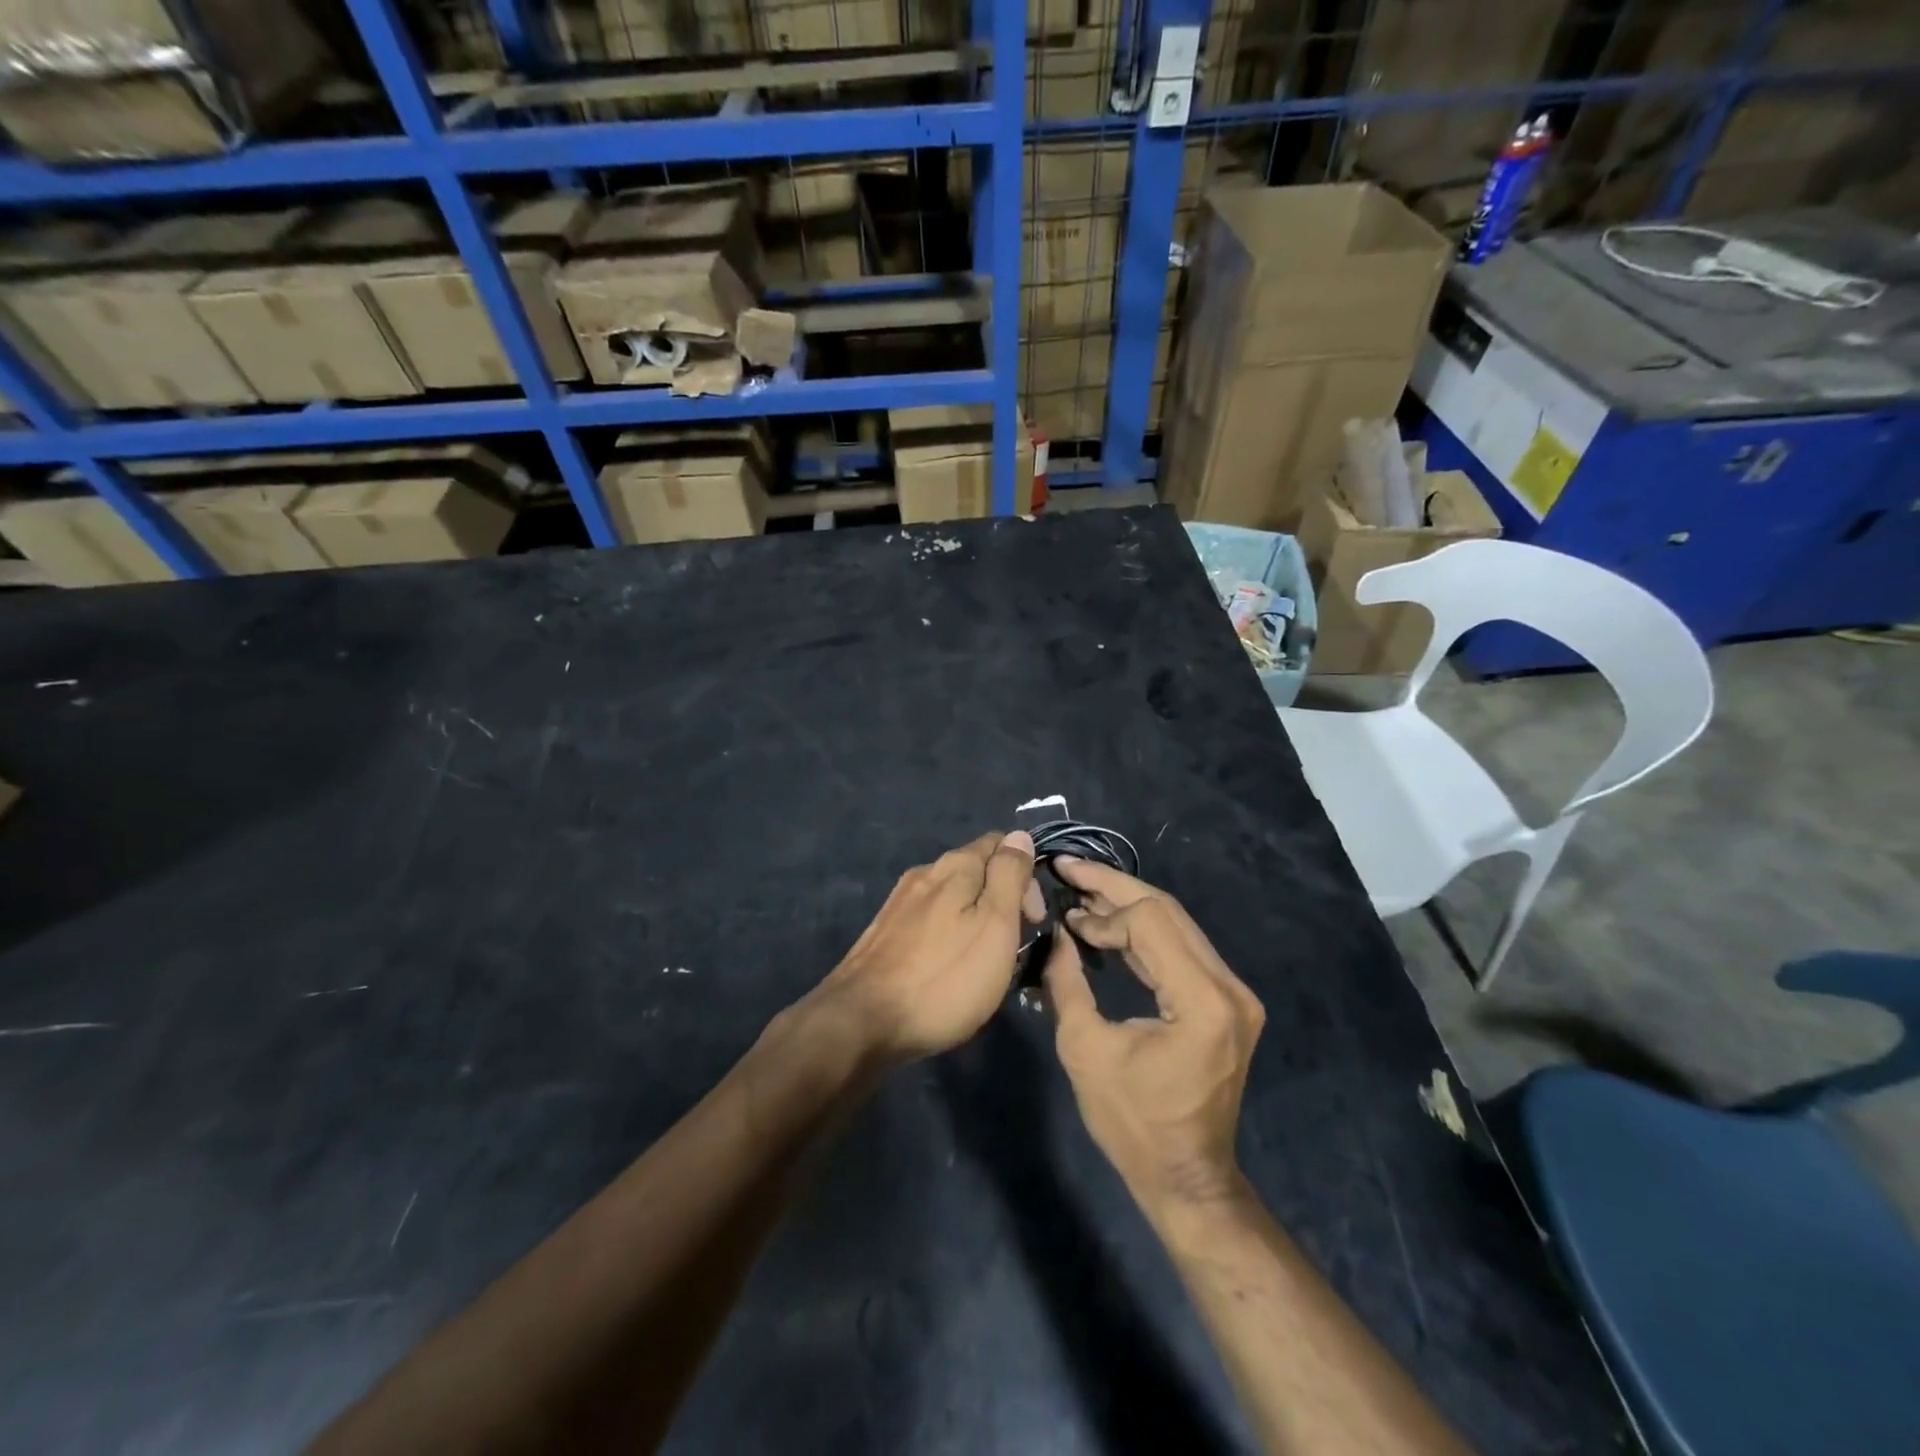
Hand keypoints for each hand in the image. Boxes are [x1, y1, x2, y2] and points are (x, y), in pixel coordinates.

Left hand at [816, 831, 1036, 1062]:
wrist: (863, 1022)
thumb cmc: (944, 977)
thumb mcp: (995, 924)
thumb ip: (1009, 876)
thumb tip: (1020, 836)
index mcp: (955, 865)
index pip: (1002, 844)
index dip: (1026, 876)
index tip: (1032, 920)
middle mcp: (925, 873)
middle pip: (977, 871)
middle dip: (1002, 900)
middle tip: (1013, 949)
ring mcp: (901, 903)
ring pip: (953, 898)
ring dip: (976, 921)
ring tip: (984, 964)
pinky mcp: (885, 932)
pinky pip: (931, 921)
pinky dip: (950, 935)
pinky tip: (949, 968)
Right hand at [1043, 858, 1264, 1214]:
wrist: (1187, 1177)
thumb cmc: (1132, 1123)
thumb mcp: (1085, 1050)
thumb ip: (1066, 982)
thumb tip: (1052, 932)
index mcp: (1202, 1001)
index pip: (1150, 922)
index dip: (1101, 911)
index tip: (1063, 914)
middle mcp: (1229, 987)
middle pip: (1168, 912)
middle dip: (1113, 888)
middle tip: (1068, 869)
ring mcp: (1234, 993)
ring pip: (1176, 925)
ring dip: (1126, 908)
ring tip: (1080, 892)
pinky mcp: (1227, 1001)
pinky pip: (1182, 949)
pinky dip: (1143, 934)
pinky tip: (1106, 927)